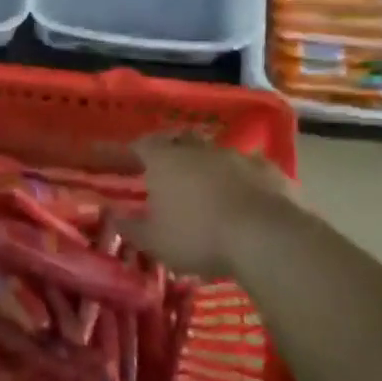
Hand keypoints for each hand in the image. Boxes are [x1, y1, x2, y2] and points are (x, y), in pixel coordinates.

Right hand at [119, 134, 303, 277]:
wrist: (268, 237)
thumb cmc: (199, 236)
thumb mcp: (154, 241)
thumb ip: (130, 227)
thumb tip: (110, 214)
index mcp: (165, 161)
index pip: (141, 145)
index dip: (130, 150)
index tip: (122, 157)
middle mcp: (199, 150)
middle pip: (180, 138)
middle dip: (171, 148)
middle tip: (165, 164)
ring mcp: (238, 157)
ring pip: (215, 152)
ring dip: (207, 164)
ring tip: (204, 184)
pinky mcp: (271, 171)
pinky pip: (249, 169)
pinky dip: (241, 178)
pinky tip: (243, 195)